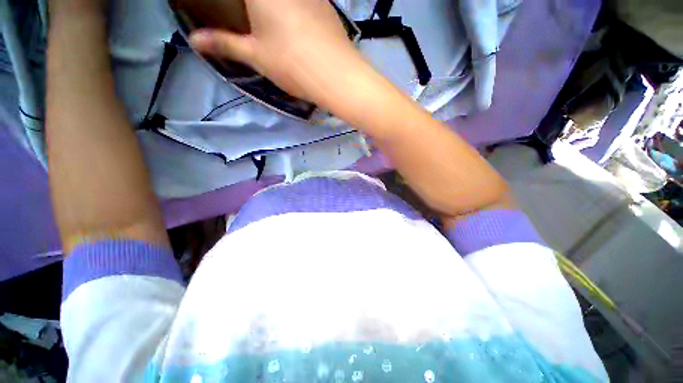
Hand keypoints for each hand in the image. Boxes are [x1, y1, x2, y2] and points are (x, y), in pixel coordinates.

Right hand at [189, 0, 366, 105]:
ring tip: (267, 19)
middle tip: (252, 16)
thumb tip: (193, 40)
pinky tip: (294, 20)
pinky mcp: (326, 3)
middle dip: (254, 7)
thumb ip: (224, 43)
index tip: (241, 13)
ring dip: (275, 6)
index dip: (237, 4)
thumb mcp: (256, 55)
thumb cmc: (293, 64)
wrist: (337, 75)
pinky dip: (294, 6)